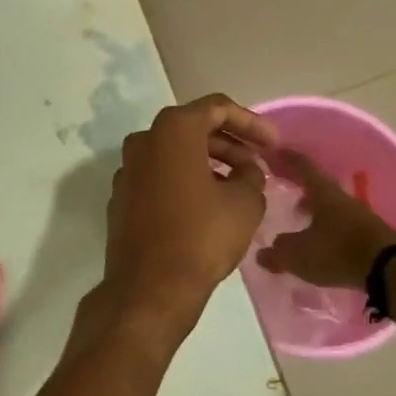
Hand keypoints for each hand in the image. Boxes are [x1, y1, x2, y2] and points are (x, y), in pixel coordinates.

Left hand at [99, 95, 278, 341]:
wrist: (149, 287)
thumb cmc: (201, 237)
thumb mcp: (246, 203)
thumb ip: (251, 175)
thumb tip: (245, 171)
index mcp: (173, 130)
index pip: (217, 108)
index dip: (251, 123)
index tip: (274, 145)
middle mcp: (143, 141)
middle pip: (193, 128)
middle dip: (230, 143)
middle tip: (258, 165)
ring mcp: (127, 169)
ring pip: (174, 153)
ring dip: (208, 162)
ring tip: (239, 185)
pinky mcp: (121, 196)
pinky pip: (158, 175)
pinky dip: (184, 179)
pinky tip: (207, 202)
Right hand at [255, 149, 395, 290]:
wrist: (391, 269)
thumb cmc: (337, 251)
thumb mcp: (297, 254)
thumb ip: (278, 252)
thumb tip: (263, 254)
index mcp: (323, 193)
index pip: (303, 166)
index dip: (287, 158)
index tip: (274, 150)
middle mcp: (342, 199)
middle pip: (319, 186)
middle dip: (301, 186)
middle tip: (285, 188)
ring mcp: (360, 217)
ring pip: (332, 207)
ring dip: (316, 209)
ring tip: (301, 219)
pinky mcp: (372, 237)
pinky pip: (343, 226)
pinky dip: (329, 228)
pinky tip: (322, 242)